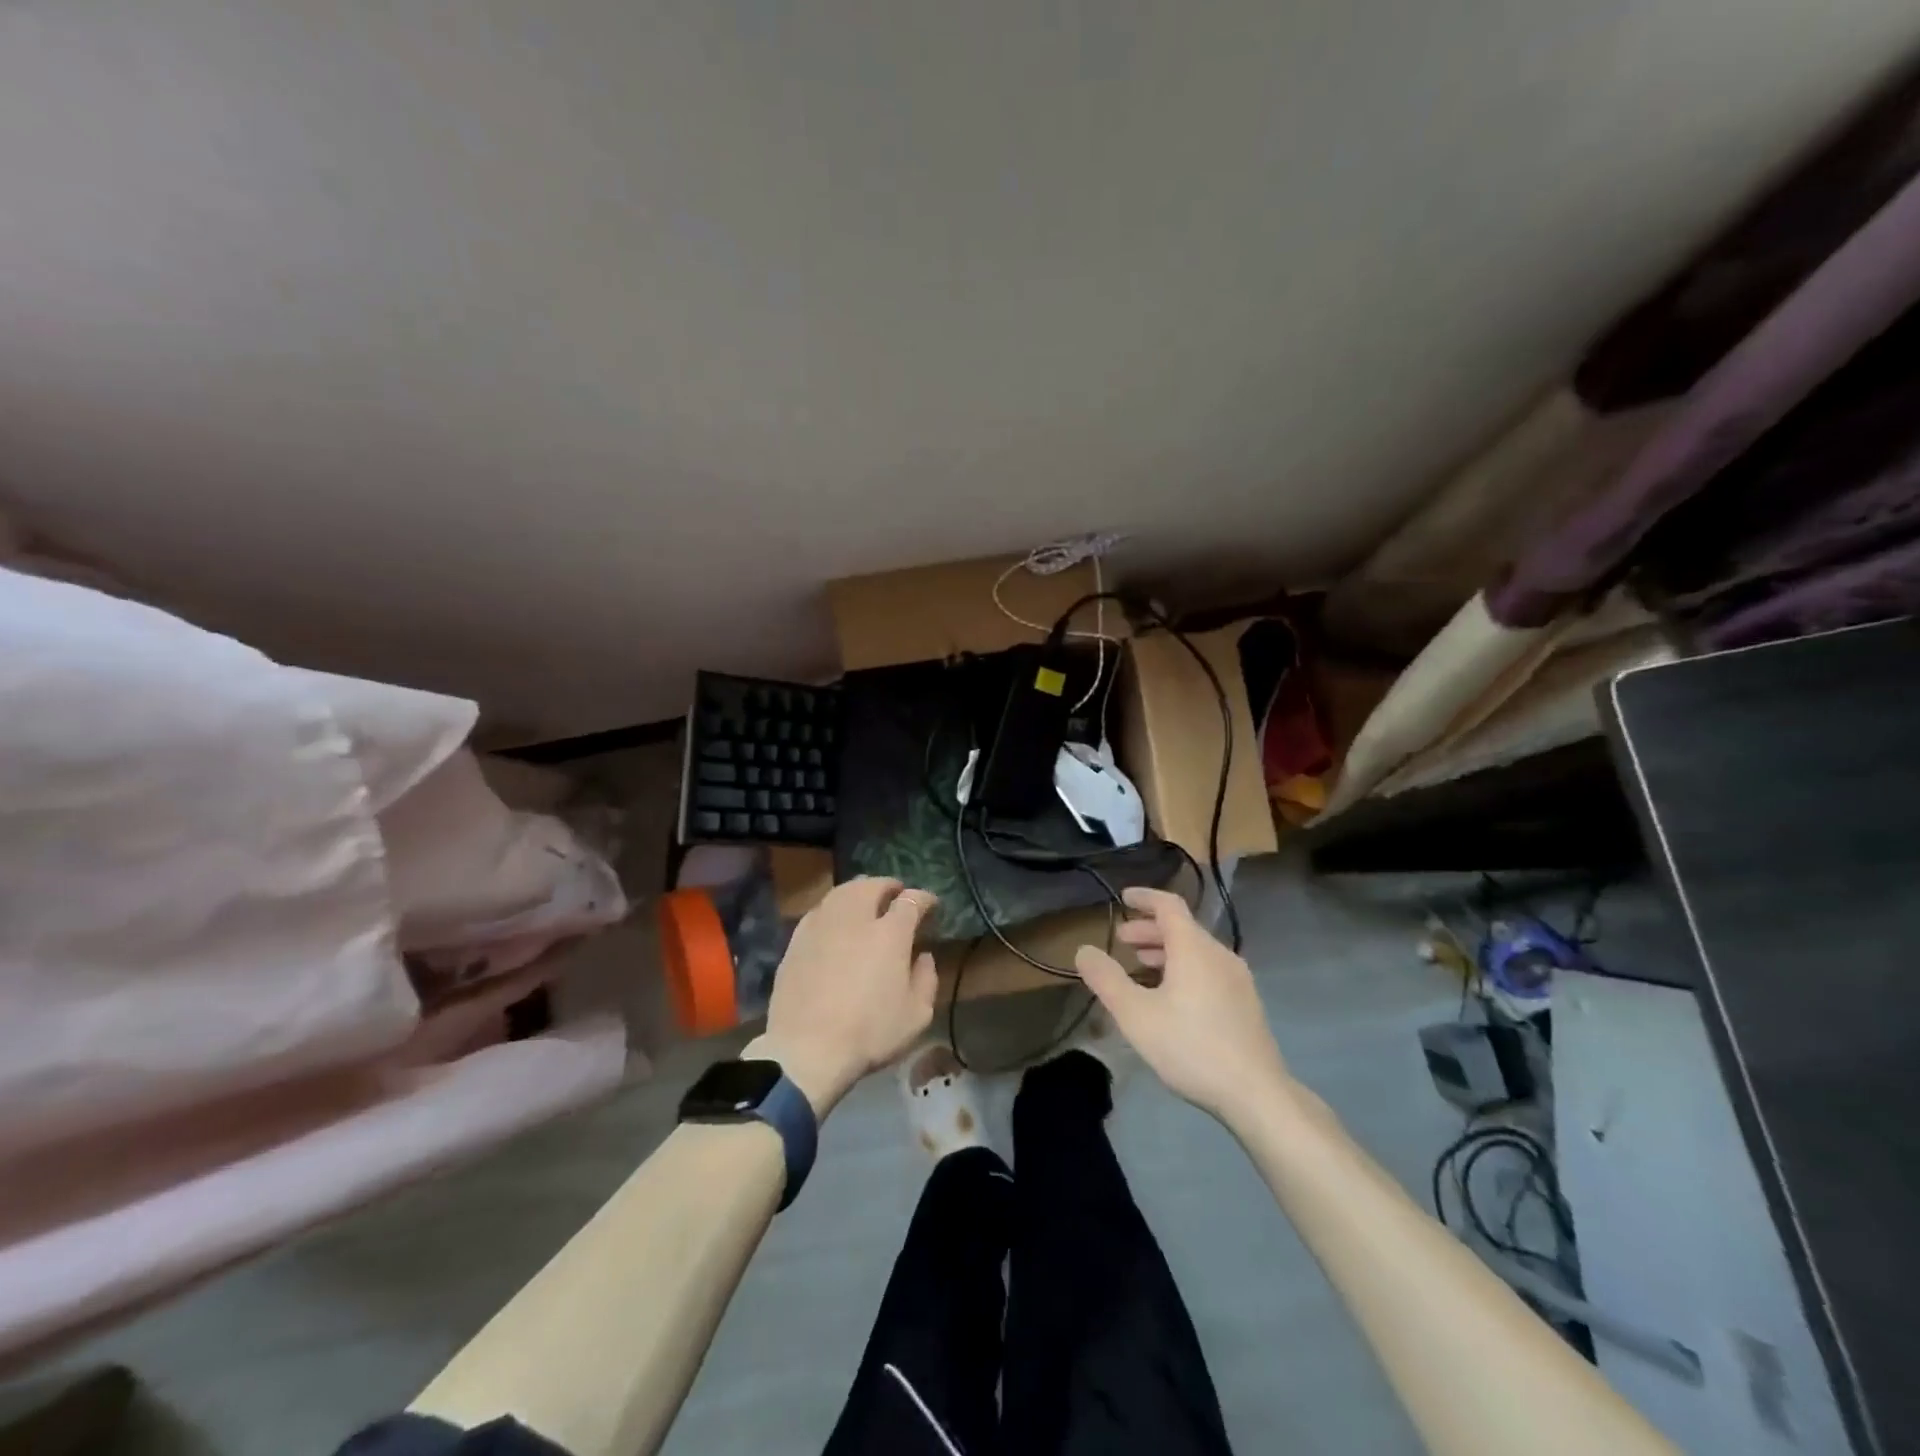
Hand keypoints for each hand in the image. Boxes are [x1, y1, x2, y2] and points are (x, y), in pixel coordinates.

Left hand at [750, 877, 938, 1117]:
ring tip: (866, 902)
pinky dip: (834, 909)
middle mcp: (855, 918)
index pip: (911, 900)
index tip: (930, 904)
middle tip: (897, 895)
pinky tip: (836, 922)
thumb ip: (926, 979)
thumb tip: (923, 956)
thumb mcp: (916, 1015)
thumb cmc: (869, 1033)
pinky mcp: (796, 940)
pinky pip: (820, 911)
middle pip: (873, 885)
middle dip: (889, 886)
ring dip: (859, 891)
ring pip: (842, 892)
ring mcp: (822, 925)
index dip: (924, 898)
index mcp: (890, 932)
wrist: (806, 1049)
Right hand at [1075, 886, 1290, 1125]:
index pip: (1168, 905)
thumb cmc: (1191, 1047)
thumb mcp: (1135, 1014)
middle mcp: (1219, 954)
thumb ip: (1106, 979)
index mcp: (1194, 948)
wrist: (1256, 1094)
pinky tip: (1171, 997)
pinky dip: (1184, 968)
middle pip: (1182, 928)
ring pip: (1196, 951)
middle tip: (1122, 941)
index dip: (1144, 897)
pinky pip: (1209, 970)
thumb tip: (1084, 950)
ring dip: (1165, 951)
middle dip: (1149, 929)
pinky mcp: (1246, 1003)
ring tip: (1141, 967)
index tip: (1123, 897)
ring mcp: (1238, 979)